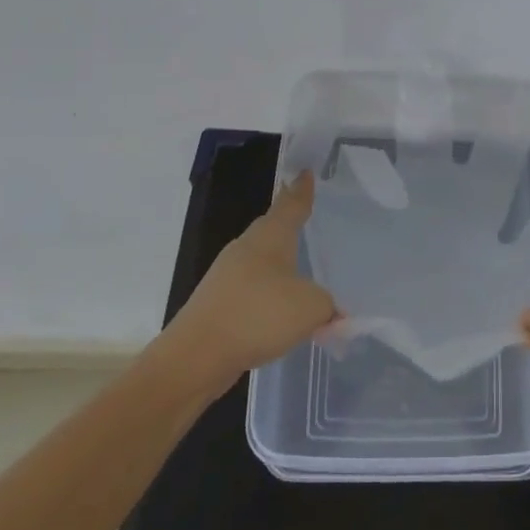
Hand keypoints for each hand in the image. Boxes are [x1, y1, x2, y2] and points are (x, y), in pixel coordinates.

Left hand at [173, 172, 337, 382]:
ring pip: (260, 258)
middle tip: (305, 212)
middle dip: (287, 220)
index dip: (301, 190)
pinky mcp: (218, 303)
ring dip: (278, 259)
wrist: (195, 357)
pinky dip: (268, 291)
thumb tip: (334, 312)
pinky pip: (252, 287)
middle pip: (271, 227)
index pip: (291, 205)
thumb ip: (329, 306)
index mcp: (270, 238)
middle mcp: (247, 248)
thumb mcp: (310, 308)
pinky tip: (279, 307)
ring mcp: (227, 275)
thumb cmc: (257, 316)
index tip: (305, 172)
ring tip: (298, 262)